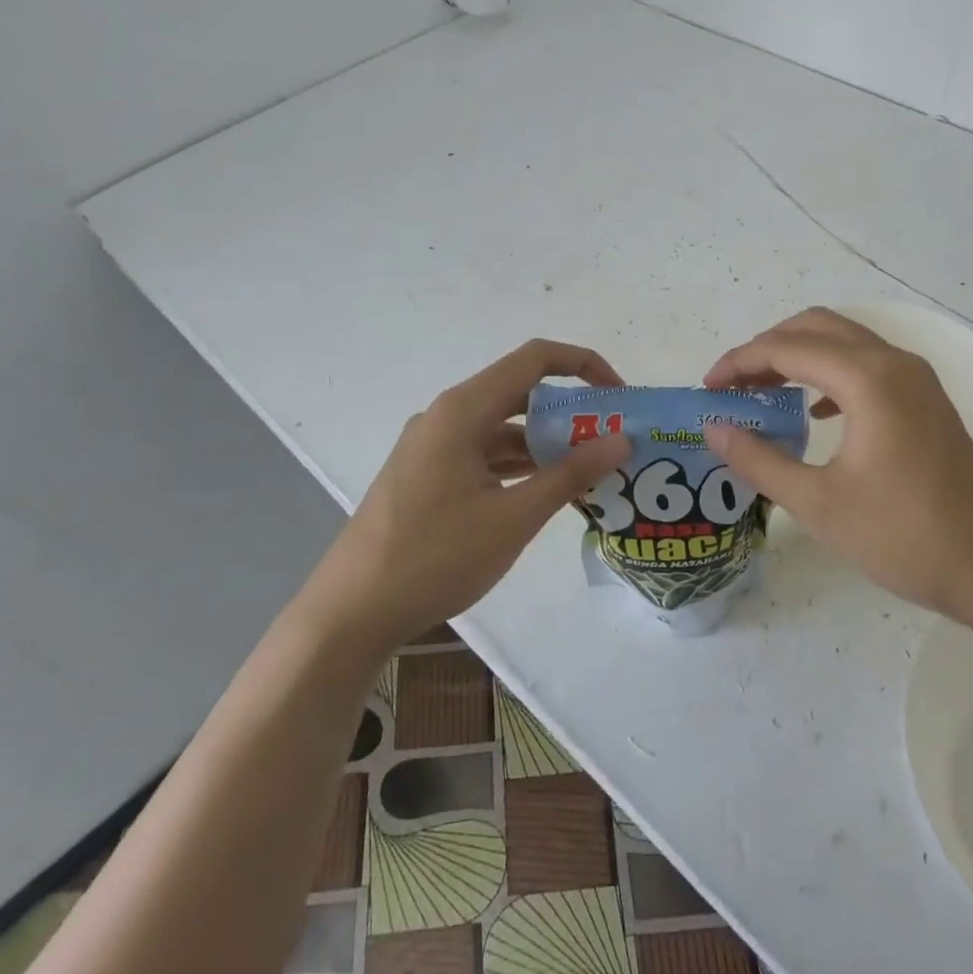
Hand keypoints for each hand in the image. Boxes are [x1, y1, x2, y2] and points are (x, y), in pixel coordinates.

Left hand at [301, 340, 631, 646]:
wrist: (350, 613)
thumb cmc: (434, 557)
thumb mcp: (513, 517)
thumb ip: (570, 474)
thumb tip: (622, 440)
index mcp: (463, 410)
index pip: (535, 360)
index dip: (584, 366)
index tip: (620, 397)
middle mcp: (447, 416)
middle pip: (520, 393)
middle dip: (570, 412)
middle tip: (613, 442)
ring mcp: (433, 447)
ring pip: (503, 428)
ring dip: (546, 444)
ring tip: (591, 473)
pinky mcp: (428, 475)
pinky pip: (484, 455)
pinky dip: (519, 466)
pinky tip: (547, 494)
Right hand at [701, 308, 972, 617]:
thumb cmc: (904, 537)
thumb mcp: (818, 504)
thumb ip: (759, 460)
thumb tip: (714, 429)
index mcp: (868, 379)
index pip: (786, 348)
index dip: (739, 362)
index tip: (707, 390)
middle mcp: (893, 362)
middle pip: (815, 327)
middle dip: (766, 349)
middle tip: (732, 387)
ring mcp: (915, 377)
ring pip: (842, 341)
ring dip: (797, 357)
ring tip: (762, 394)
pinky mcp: (924, 398)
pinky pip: (865, 364)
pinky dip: (828, 373)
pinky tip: (814, 411)